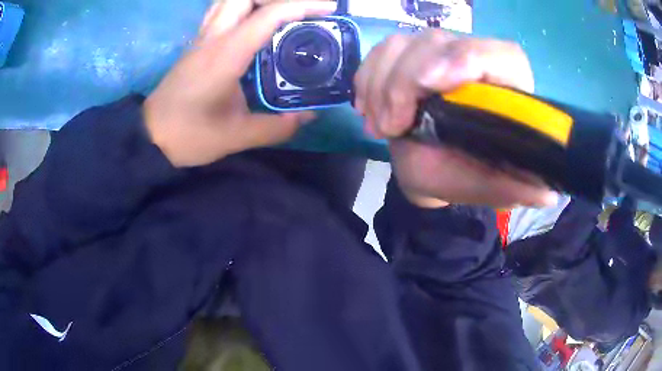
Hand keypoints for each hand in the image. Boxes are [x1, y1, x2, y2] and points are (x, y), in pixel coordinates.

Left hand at [144, 0, 336, 166]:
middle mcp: (213, 37)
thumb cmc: (189, 136)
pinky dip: (242, 8)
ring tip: (281, 12)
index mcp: (226, 55)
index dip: (302, 5)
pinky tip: (255, 23)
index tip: (329, 8)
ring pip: (229, 0)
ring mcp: (201, 38)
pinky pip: (221, 11)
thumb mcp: (236, 136)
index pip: (268, 14)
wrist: (150, 137)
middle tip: (301, 10)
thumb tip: (307, 115)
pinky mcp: (196, 44)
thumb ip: (277, 126)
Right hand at [354, 30, 556, 207]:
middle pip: (440, 42)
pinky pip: (381, 51)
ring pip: (404, 43)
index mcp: (506, 90)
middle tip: (391, 126)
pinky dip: (367, 78)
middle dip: (406, 80)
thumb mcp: (484, 187)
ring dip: (382, 83)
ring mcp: (438, 54)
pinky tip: (368, 109)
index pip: (501, 54)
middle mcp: (474, 62)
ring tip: (381, 126)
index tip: (432, 84)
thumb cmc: (460, 174)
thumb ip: (512, 188)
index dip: (469, 57)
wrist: (428, 166)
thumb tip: (548, 194)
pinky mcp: (409, 56)